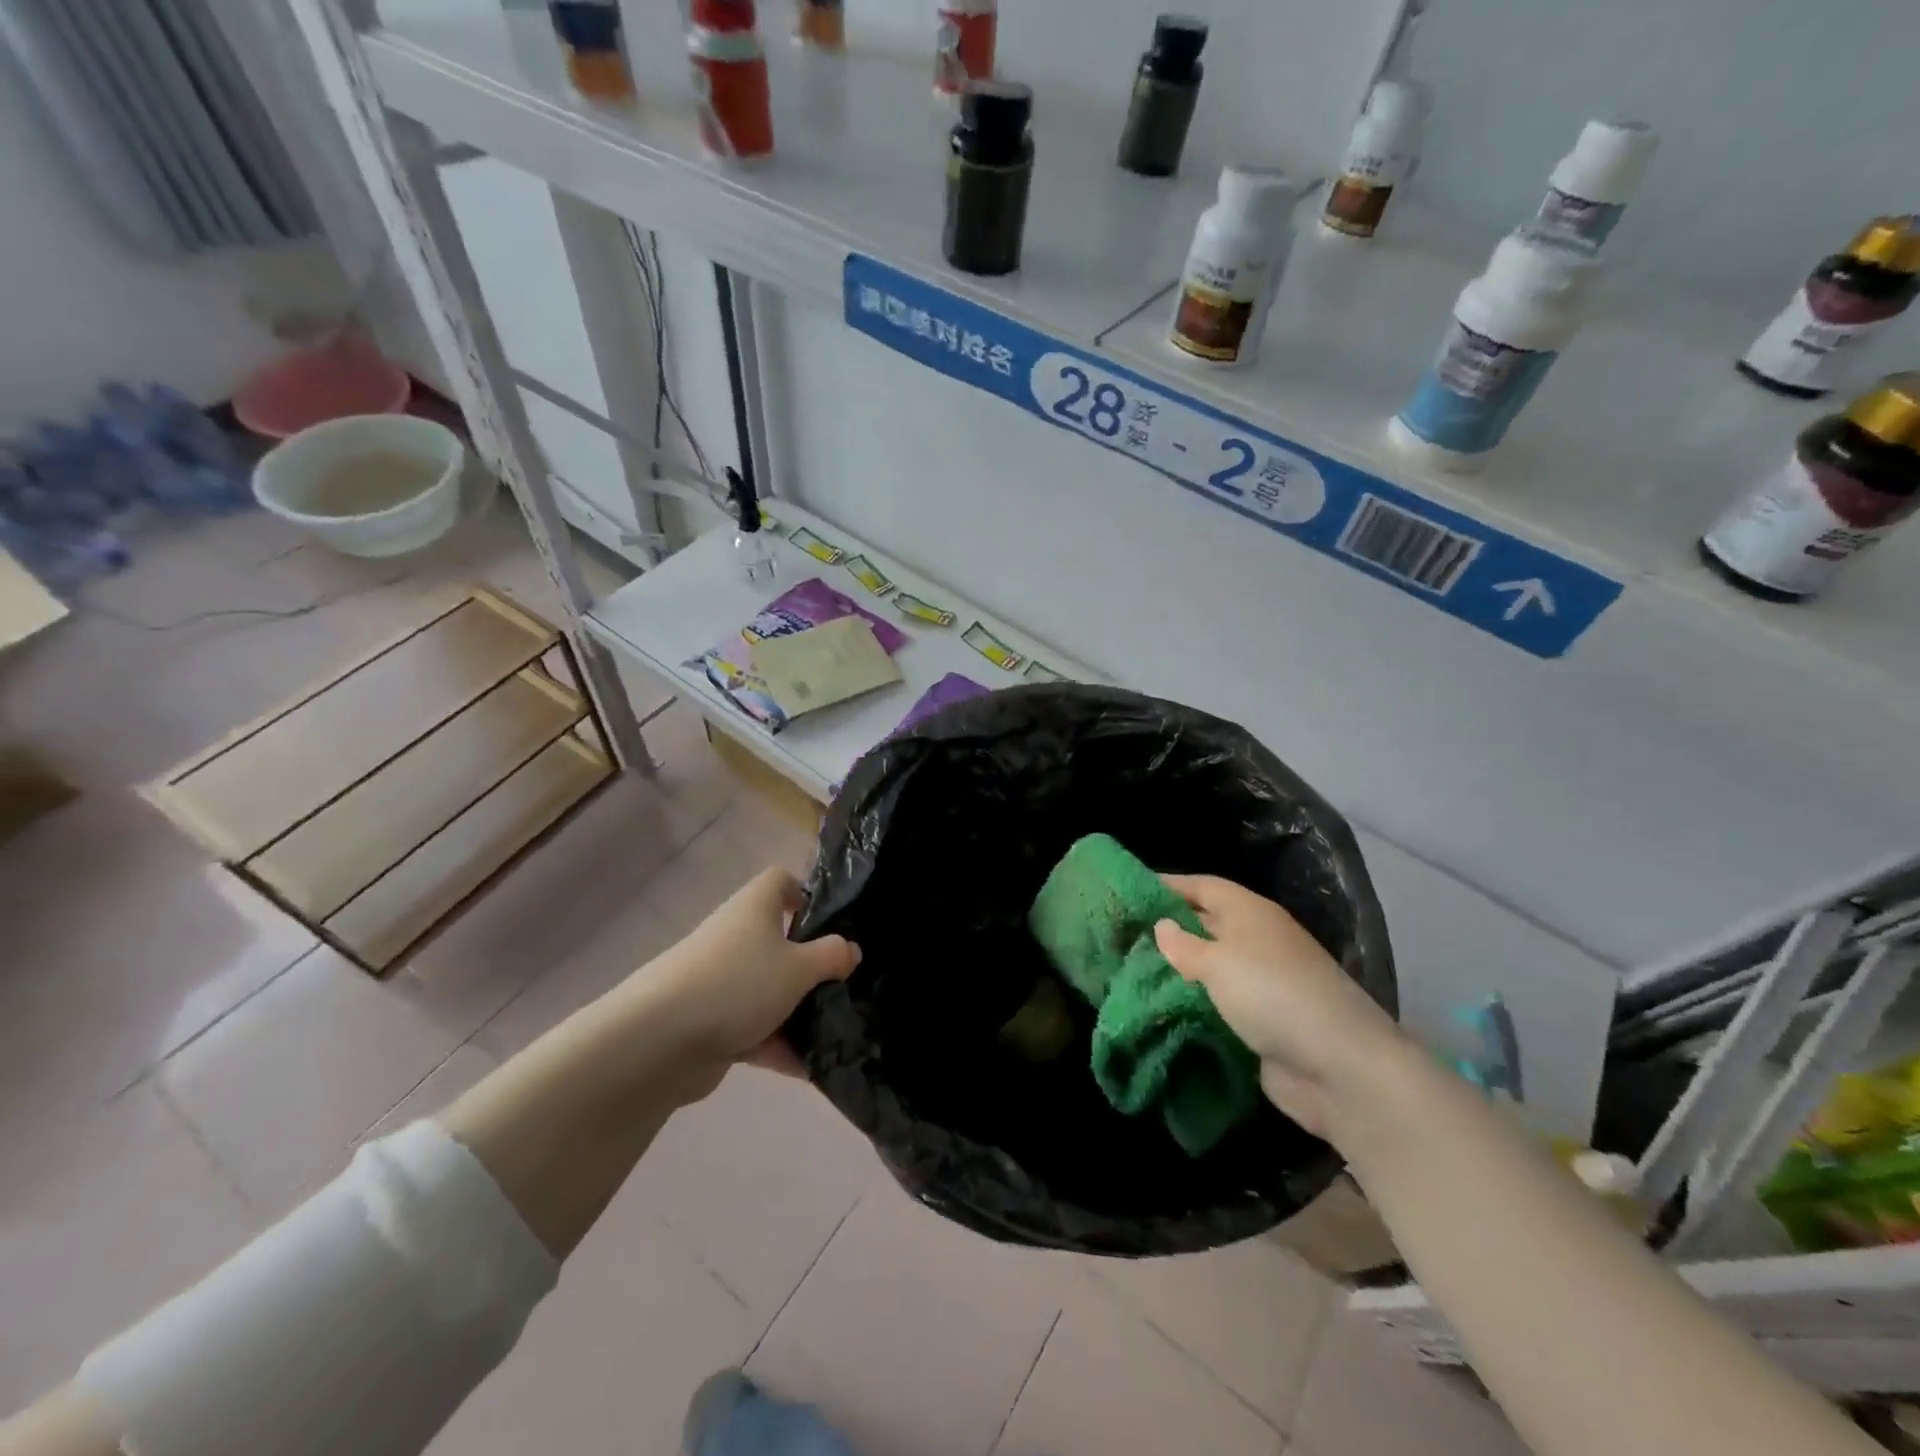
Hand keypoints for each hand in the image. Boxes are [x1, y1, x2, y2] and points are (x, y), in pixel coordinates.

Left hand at [644, 867, 860, 1078]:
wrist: (659, 1041)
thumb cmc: (738, 983)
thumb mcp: (799, 967)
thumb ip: (831, 957)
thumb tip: (850, 949)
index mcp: (754, 908)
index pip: (780, 881)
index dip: (805, 893)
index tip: (831, 921)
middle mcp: (735, 937)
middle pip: (778, 940)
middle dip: (810, 964)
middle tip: (842, 983)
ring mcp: (720, 981)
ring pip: (768, 989)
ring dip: (797, 1011)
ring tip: (837, 1032)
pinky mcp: (710, 1023)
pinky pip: (753, 1029)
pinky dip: (778, 1046)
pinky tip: (811, 1069)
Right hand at [1154, 874, 1408, 1140]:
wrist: (1339, 1068)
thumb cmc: (1272, 995)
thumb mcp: (1218, 962)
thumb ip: (1184, 945)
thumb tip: (1162, 926)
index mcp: (1250, 913)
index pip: (1203, 886)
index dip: (1168, 885)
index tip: (1129, 890)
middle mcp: (1257, 940)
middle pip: (1206, 924)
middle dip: (1168, 929)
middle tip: (1121, 935)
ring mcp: (1262, 983)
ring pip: (1210, 966)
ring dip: (1178, 970)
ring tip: (1131, 971)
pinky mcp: (1263, 1021)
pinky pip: (1218, 1003)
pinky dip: (1193, 1003)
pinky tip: (1161, 1008)